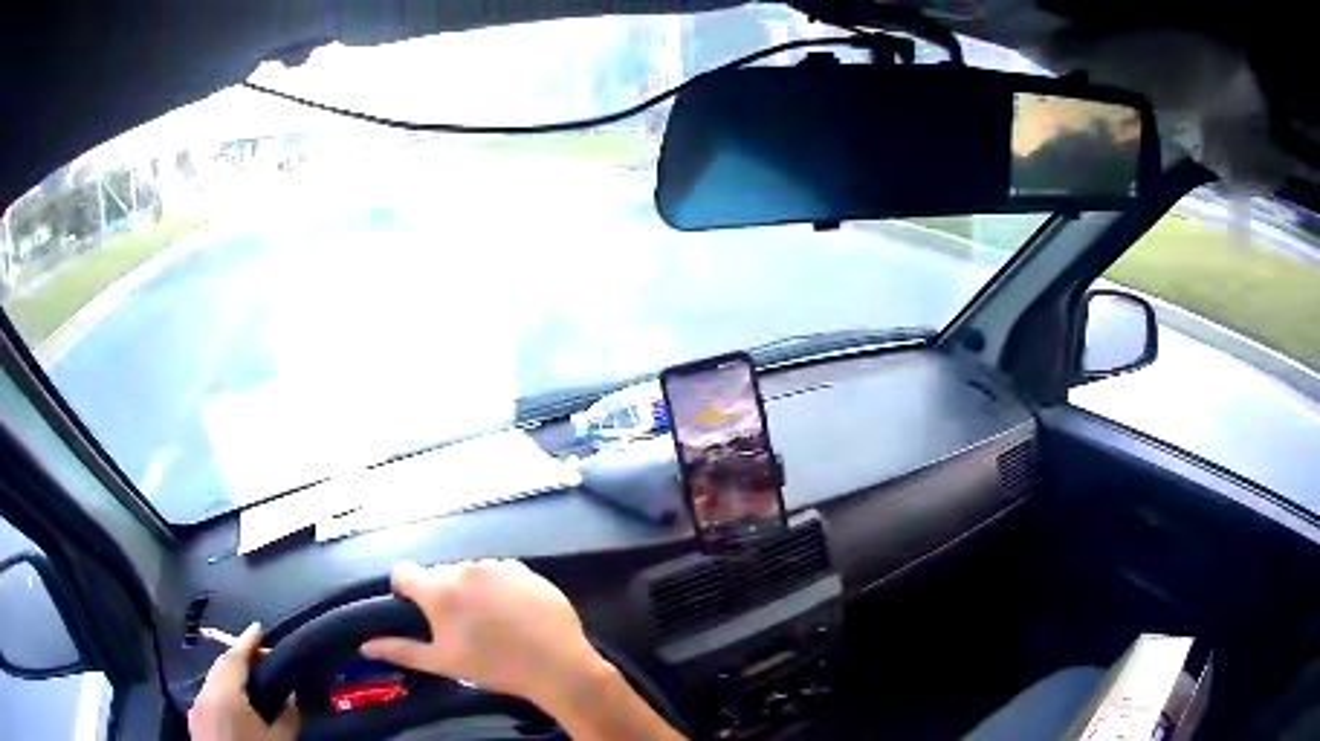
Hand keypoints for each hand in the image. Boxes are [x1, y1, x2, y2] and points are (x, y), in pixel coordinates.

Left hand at [189, 624, 298, 740]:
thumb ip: (287, 717)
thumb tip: (291, 697)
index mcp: (224, 693)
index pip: (234, 658)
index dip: (247, 642)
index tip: (259, 628)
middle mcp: (204, 694)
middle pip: (220, 668)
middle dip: (239, 659)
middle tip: (260, 658)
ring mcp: (196, 708)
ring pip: (212, 683)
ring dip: (229, 677)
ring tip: (250, 682)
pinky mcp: (195, 723)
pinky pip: (208, 698)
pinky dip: (222, 693)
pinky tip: (235, 706)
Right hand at [361, 560, 605, 712]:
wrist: (557, 666)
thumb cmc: (494, 667)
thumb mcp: (442, 663)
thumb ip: (400, 650)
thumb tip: (365, 646)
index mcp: (439, 589)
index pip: (404, 572)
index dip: (405, 590)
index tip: (416, 610)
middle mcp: (465, 568)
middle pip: (439, 573)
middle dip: (441, 593)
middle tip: (457, 624)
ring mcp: (498, 566)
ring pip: (470, 572)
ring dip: (470, 588)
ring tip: (488, 620)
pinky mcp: (525, 570)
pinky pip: (500, 572)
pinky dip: (498, 586)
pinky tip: (511, 612)